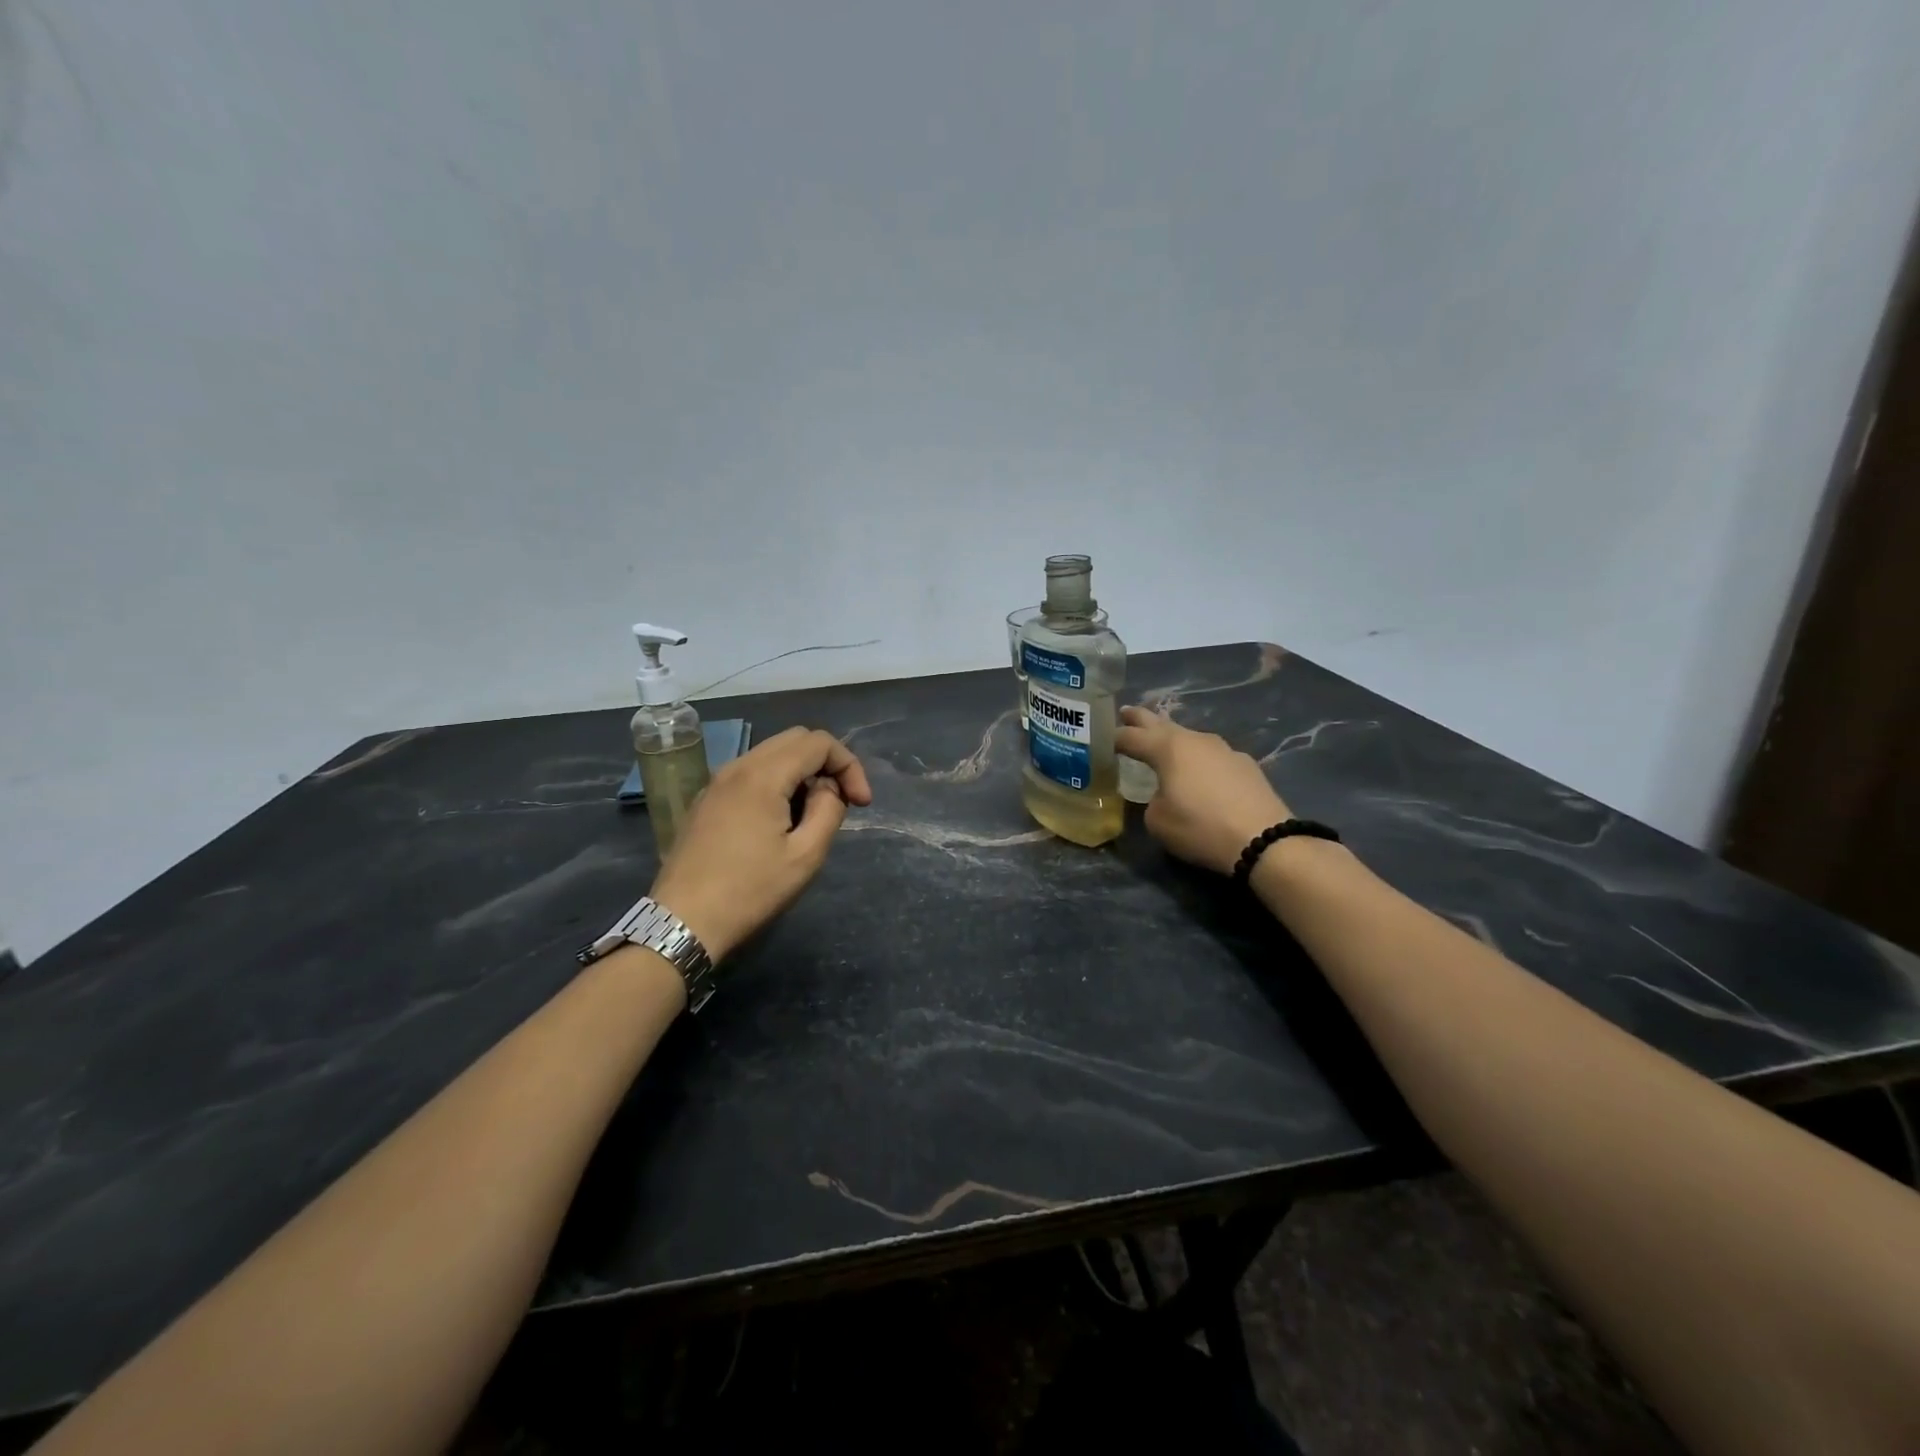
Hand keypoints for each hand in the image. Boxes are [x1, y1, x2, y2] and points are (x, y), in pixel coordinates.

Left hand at [648, 727, 873, 962]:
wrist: (682, 922)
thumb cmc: (749, 891)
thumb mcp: (805, 856)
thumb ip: (828, 811)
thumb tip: (828, 789)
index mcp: (763, 775)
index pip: (819, 742)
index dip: (849, 766)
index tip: (861, 804)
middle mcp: (737, 766)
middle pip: (795, 739)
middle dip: (827, 763)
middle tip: (842, 801)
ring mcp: (716, 782)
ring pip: (771, 754)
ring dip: (801, 773)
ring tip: (813, 814)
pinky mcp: (706, 800)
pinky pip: (750, 773)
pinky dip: (776, 782)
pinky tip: (780, 821)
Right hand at [1115, 706, 1292, 874]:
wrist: (1264, 839)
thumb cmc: (1201, 828)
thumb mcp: (1158, 821)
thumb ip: (1152, 800)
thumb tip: (1163, 794)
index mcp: (1168, 748)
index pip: (1131, 736)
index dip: (1114, 737)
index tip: (1101, 738)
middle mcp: (1195, 740)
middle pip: (1160, 723)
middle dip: (1141, 718)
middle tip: (1126, 712)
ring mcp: (1224, 749)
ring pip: (1189, 737)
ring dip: (1172, 738)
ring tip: (1162, 744)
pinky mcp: (1245, 764)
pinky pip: (1211, 755)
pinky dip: (1198, 758)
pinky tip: (1199, 771)